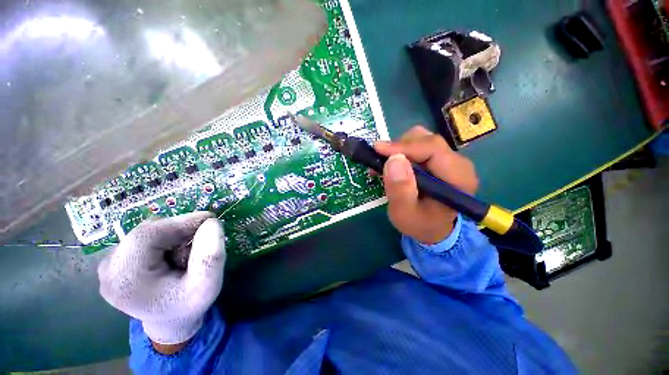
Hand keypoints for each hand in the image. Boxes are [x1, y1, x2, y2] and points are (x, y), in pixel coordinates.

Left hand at [98, 212, 225, 350]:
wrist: (169, 322)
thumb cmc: (188, 306)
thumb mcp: (208, 286)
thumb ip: (211, 256)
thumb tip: (211, 223)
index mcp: (125, 279)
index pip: (148, 235)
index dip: (180, 222)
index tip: (210, 219)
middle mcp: (109, 268)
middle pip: (147, 231)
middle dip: (180, 231)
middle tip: (203, 240)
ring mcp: (109, 264)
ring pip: (148, 232)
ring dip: (174, 236)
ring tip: (187, 254)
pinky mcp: (117, 260)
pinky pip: (145, 237)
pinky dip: (166, 239)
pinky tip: (174, 255)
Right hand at [375, 126, 478, 243]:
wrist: (431, 227)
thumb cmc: (419, 223)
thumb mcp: (405, 213)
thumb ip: (400, 190)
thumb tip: (394, 159)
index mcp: (458, 178)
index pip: (432, 149)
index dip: (404, 146)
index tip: (378, 149)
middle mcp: (458, 164)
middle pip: (427, 140)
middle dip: (399, 148)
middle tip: (379, 161)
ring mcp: (450, 159)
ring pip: (421, 139)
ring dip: (399, 149)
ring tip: (385, 166)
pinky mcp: (440, 159)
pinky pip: (419, 145)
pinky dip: (401, 151)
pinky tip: (392, 165)